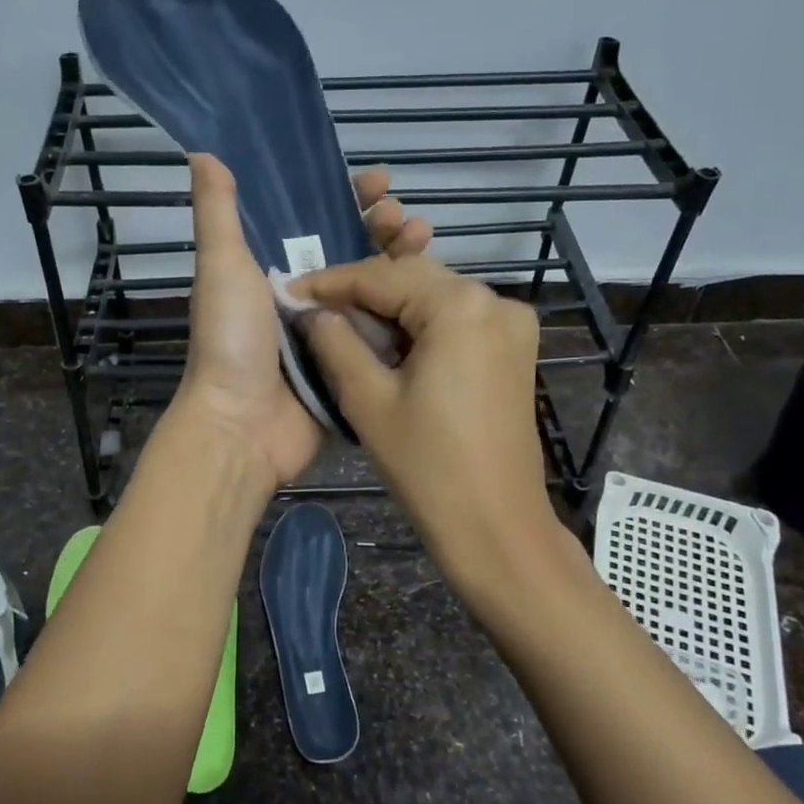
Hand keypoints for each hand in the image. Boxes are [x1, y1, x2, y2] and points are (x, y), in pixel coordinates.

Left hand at [167, 154, 431, 491]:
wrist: (242, 426)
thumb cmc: (230, 341)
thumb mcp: (221, 267)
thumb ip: (218, 212)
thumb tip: (203, 151)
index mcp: (275, 271)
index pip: (317, 222)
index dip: (347, 199)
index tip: (379, 181)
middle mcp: (308, 298)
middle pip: (356, 253)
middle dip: (384, 229)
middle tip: (406, 220)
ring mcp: (334, 334)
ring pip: (377, 290)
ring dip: (403, 262)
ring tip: (425, 241)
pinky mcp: (354, 367)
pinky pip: (386, 333)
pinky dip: (408, 312)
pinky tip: (434, 292)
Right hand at [288, 253, 553, 595]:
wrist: (496, 526)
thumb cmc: (427, 466)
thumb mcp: (368, 400)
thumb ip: (335, 342)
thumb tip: (312, 310)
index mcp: (460, 306)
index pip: (382, 277)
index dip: (331, 282)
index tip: (290, 291)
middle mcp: (495, 301)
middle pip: (413, 278)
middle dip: (362, 292)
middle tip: (315, 311)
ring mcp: (512, 325)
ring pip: (435, 297)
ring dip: (390, 308)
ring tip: (344, 327)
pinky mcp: (513, 350)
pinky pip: (457, 320)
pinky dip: (420, 326)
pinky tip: (388, 344)